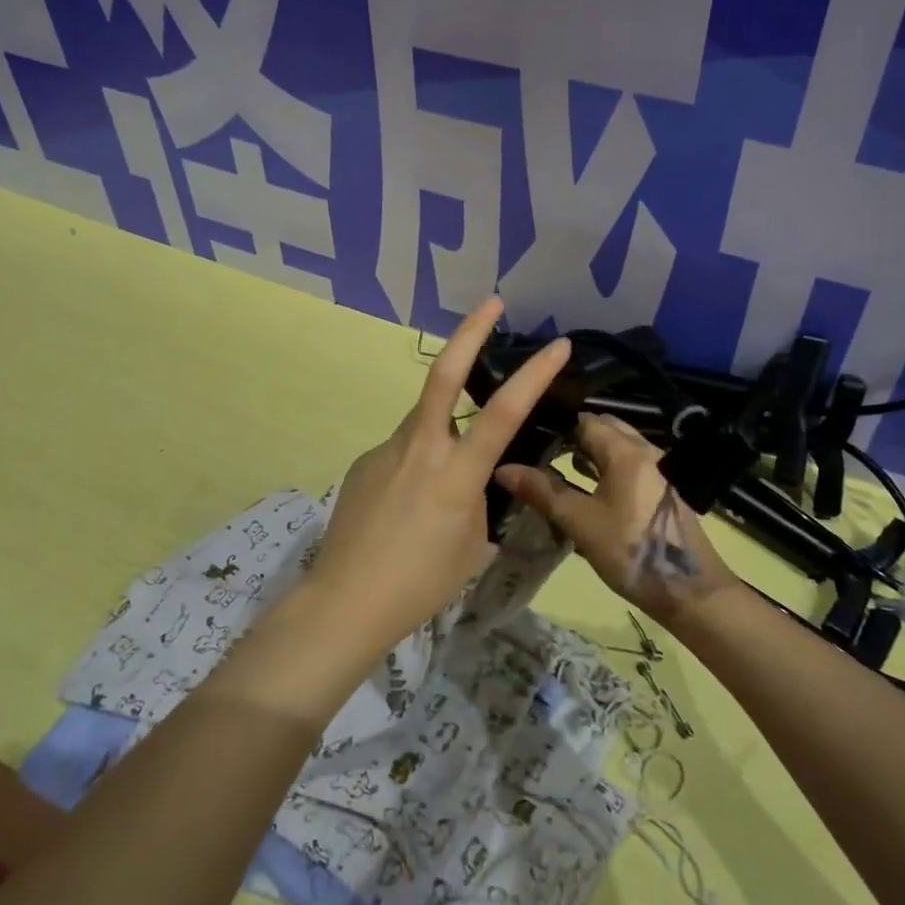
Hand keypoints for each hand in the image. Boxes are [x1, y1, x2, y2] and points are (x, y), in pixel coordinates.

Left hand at [302, 297, 571, 653]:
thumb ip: (480, 502)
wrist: (345, 601)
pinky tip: (408, 507)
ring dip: (445, 429)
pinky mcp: (365, 463)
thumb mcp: (472, 545)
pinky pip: (403, 452)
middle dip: (470, 332)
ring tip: (440, 489)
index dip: (534, 374)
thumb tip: (476, 482)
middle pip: (444, 374)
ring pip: (425, 421)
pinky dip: (418, 465)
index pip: (504, 411)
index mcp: (456, 472)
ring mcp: (386, 450)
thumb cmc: (420, 583)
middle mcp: (421, 447)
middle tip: (491, 302)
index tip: (558, 344)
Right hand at [494, 411, 737, 626]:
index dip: (557, 425)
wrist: (690, 591)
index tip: (530, 437)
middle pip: (606, 429)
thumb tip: (503, 468)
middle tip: (543, 453)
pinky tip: (592, 491)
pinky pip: (632, 465)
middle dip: (575, 436)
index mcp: (626, 451)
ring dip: (593, 453)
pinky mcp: (665, 490)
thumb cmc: (631, 552)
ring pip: (620, 448)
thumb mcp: (580, 523)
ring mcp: (660, 470)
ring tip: (562, 470)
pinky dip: (610, 468)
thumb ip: (543, 492)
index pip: (586, 420)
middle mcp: (646, 451)